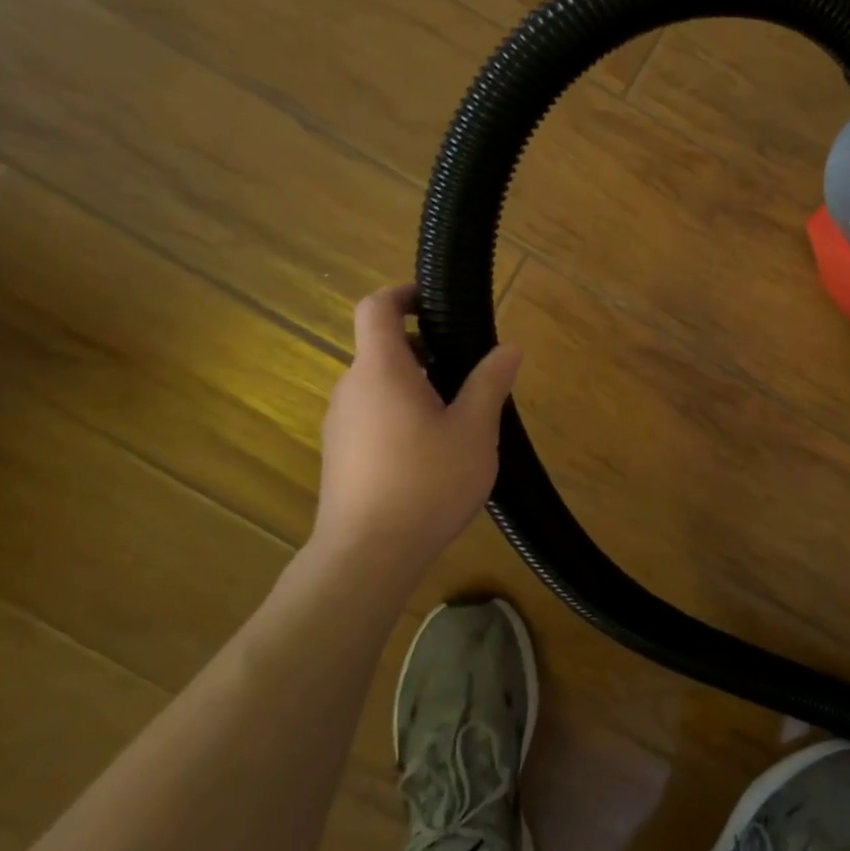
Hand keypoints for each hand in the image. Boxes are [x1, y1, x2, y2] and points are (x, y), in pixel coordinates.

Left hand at [309, 285, 522, 564]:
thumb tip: (509, 348)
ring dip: (415, 385)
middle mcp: (352, 388)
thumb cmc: (426, 482)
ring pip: (379, 385)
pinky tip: (431, 452)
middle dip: (425, 349)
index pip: (377, 308)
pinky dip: (400, 413)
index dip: (404, 294)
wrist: (367, 556)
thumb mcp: (474, 430)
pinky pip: (372, 415)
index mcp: (381, 370)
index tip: (435, 302)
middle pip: (382, 348)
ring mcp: (341, 424)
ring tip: (457, 417)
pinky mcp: (340, 455)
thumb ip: (490, 383)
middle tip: (468, 372)